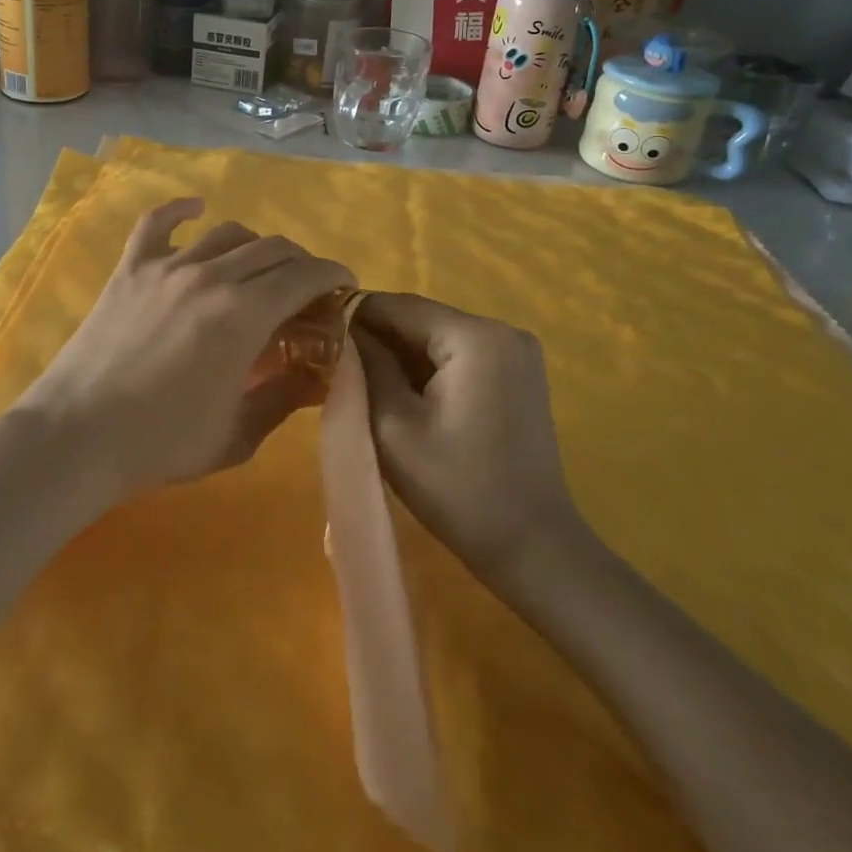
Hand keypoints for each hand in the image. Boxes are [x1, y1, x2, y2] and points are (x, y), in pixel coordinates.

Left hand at [18, 199, 353, 498]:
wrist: (77, 437)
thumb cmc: (162, 443)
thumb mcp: (238, 434)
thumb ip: (284, 398)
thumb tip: (317, 377)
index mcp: (244, 315)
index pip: (304, 276)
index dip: (332, 275)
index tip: (344, 285)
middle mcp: (211, 277)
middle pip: (272, 249)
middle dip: (300, 263)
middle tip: (305, 289)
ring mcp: (166, 267)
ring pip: (227, 234)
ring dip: (255, 245)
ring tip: (259, 268)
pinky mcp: (130, 269)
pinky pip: (157, 223)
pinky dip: (180, 210)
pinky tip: (196, 209)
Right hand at [351, 293, 586, 580]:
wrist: (532, 546)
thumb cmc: (458, 489)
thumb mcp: (393, 426)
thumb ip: (365, 366)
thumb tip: (343, 329)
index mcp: (474, 336)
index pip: (396, 305)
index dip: (352, 318)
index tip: (318, 341)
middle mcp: (502, 329)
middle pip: (419, 318)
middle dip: (377, 340)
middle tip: (339, 371)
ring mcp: (516, 350)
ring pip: (437, 336)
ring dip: (401, 355)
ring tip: (367, 387)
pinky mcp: (519, 372)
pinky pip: (459, 353)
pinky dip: (429, 368)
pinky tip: (407, 398)